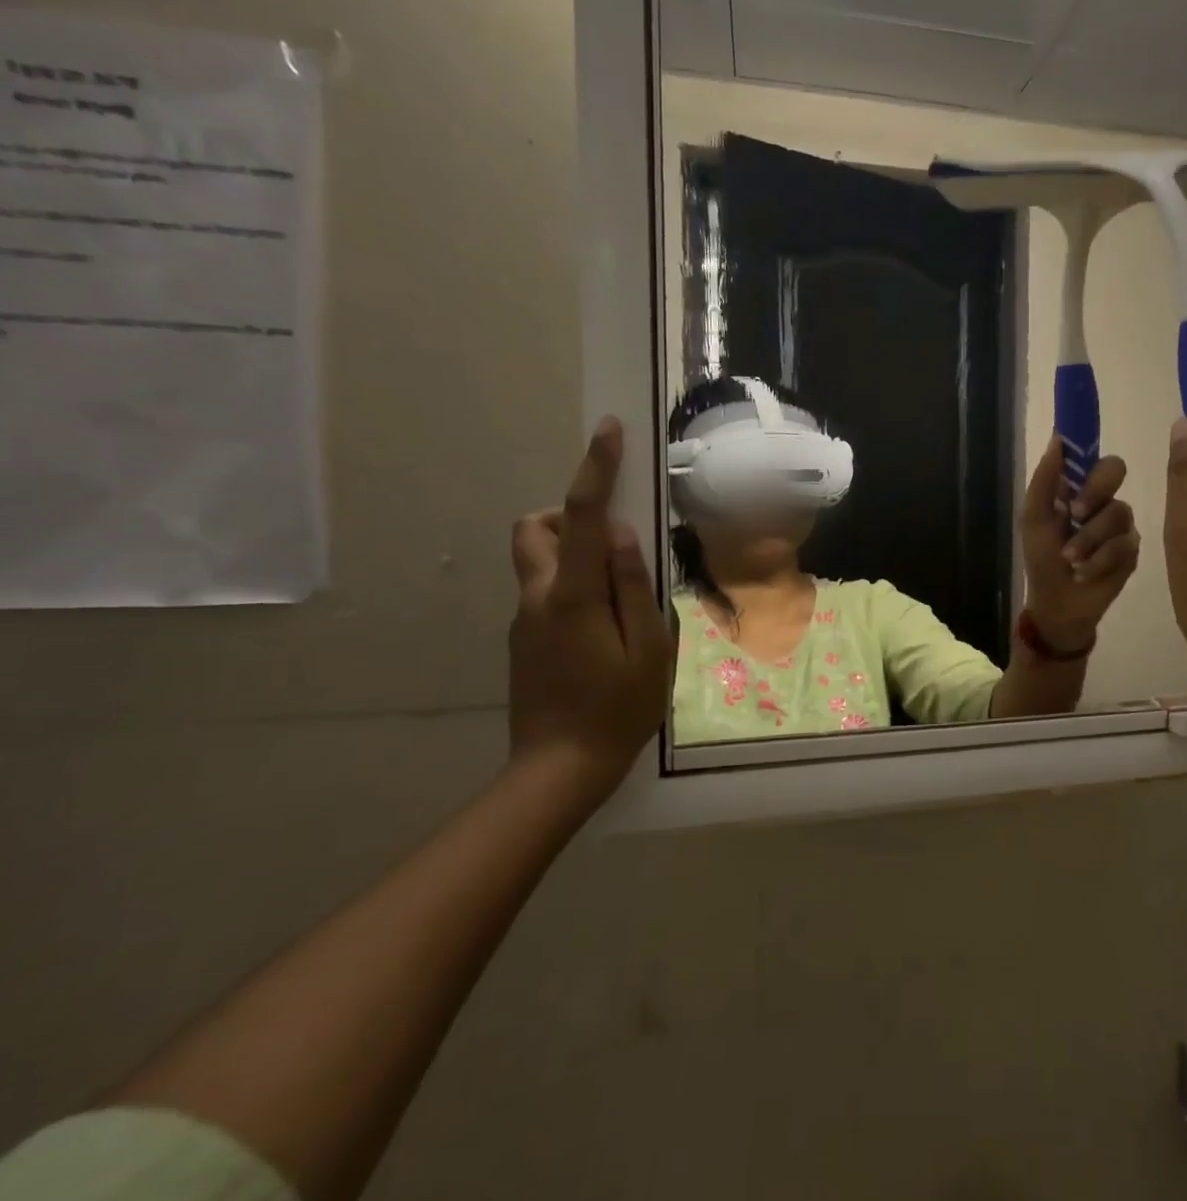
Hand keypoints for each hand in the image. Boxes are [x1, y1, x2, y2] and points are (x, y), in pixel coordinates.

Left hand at [509, 419, 674, 798]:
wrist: (559, 769)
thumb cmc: (619, 709)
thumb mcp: (649, 647)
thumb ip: (634, 586)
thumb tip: (620, 534)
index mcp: (573, 596)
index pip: (579, 516)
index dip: (594, 469)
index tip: (607, 431)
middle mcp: (538, 597)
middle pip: (533, 528)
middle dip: (565, 515)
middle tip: (611, 544)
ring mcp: (524, 619)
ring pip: (537, 559)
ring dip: (571, 553)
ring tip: (618, 596)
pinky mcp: (523, 639)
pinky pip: (545, 591)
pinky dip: (574, 587)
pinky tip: (605, 633)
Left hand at [1019, 436, 1140, 653]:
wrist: (1057, 604)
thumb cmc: (1041, 559)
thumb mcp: (1034, 519)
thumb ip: (1044, 480)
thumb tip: (1057, 439)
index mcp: (1076, 488)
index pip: (1091, 455)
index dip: (1089, 447)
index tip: (1083, 447)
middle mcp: (1102, 500)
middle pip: (1115, 470)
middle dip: (1094, 490)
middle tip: (1076, 511)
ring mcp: (1120, 525)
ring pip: (1117, 512)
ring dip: (1088, 539)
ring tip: (1070, 560)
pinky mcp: (1132, 551)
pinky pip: (1124, 544)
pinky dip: (1098, 560)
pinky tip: (1085, 573)